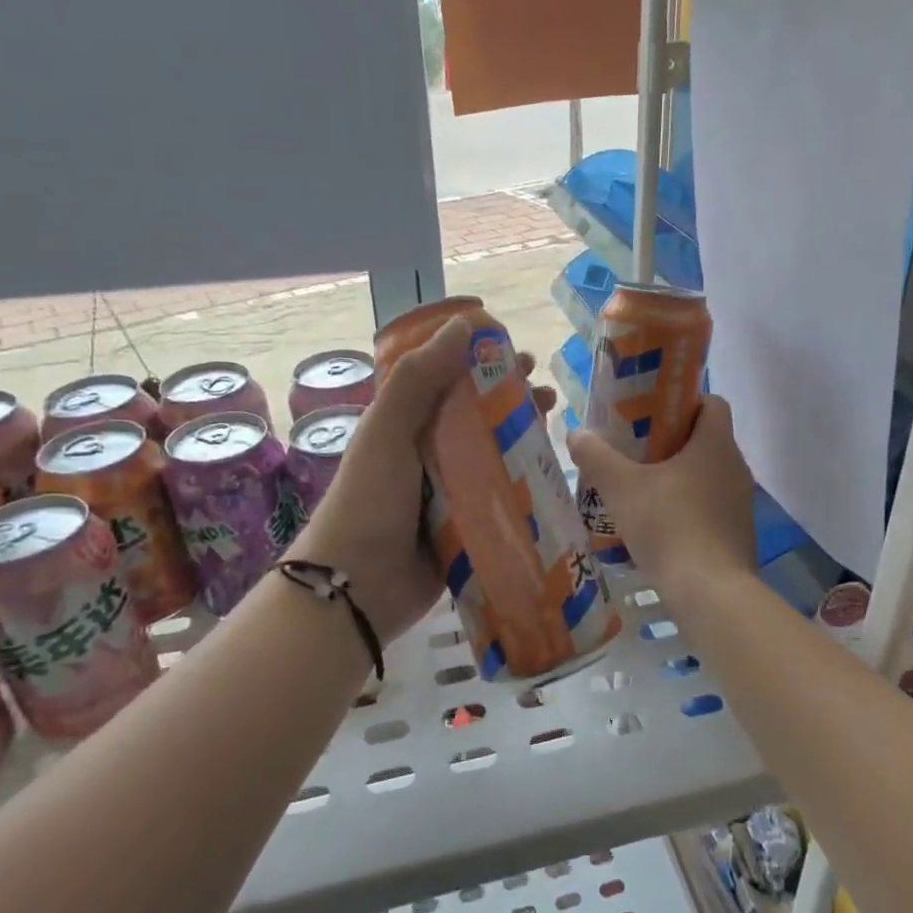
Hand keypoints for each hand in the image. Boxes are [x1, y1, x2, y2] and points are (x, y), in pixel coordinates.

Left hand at [288, 316, 555, 643]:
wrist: (358, 587)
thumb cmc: (369, 500)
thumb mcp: (387, 431)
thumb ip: (418, 380)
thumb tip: (464, 324)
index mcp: (404, 424)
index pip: (446, 379)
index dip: (479, 360)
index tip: (515, 350)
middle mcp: (428, 452)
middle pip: (476, 415)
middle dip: (511, 398)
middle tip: (546, 392)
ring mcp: (449, 491)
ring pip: (493, 453)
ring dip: (523, 436)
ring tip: (554, 424)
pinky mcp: (467, 525)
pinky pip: (500, 496)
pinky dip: (525, 482)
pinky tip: (552, 473)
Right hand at [568, 395, 756, 593]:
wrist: (709, 592)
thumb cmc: (668, 526)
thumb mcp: (621, 488)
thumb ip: (597, 456)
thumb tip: (577, 433)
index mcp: (716, 444)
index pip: (712, 403)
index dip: (685, 402)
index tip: (652, 415)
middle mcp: (736, 467)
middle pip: (707, 440)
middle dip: (673, 443)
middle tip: (636, 453)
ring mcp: (742, 504)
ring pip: (710, 476)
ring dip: (680, 479)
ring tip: (643, 491)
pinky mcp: (739, 535)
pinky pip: (712, 508)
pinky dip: (690, 510)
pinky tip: (660, 528)